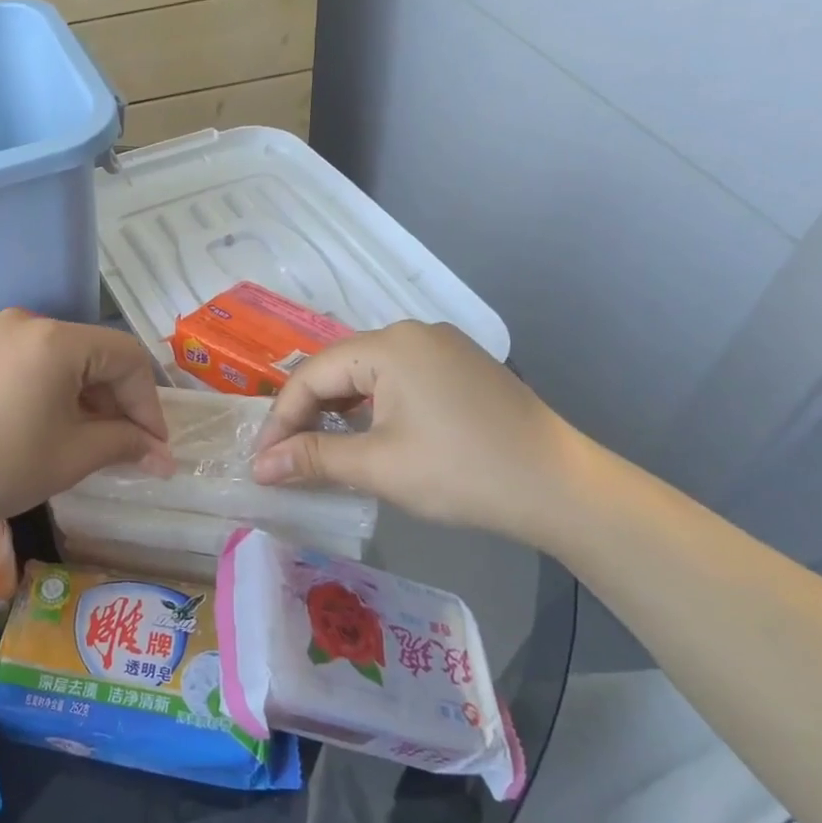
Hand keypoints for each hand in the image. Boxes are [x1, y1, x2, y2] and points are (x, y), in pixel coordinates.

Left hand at [0, 311, 174, 538]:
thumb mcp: (72, 456)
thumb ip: (125, 444)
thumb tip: (164, 456)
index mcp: (56, 339)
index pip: (127, 358)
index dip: (149, 404)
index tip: (154, 449)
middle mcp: (27, 322)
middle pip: (95, 354)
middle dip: (118, 402)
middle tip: (126, 450)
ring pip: (63, 360)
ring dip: (87, 398)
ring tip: (89, 443)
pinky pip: (31, 363)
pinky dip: (53, 391)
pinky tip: (49, 428)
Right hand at [251, 321, 587, 546]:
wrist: (562, 489)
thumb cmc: (462, 473)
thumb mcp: (378, 466)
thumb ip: (312, 458)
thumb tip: (259, 467)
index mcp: (389, 345)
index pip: (311, 375)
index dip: (280, 419)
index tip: (261, 461)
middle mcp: (412, 333)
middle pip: (337, 369)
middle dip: (306, 414)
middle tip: (286, 457)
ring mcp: (441, 348)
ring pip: (366, 375)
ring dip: (337, 411)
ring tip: (318, 450)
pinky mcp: (460, 368)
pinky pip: (396, 380)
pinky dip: (371, 407)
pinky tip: (365, 436)